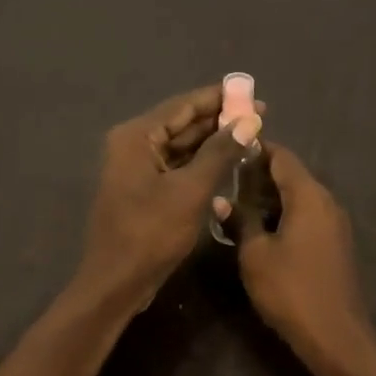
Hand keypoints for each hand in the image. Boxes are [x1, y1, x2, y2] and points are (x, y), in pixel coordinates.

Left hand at [78, 84, 262, 306]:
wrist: (117, 282)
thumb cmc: (151, 234)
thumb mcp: (191, 191)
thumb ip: (220, 153)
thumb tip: (249, 122)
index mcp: (137, 137)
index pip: (183, 105)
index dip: (220, 98)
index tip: (252, 93)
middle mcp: (133, 145)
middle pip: (182, 124)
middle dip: (219, 120)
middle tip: (259, 118)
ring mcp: (137, 170)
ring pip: (181, 147)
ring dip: (213, 143)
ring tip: (250, 137)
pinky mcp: (144, 191)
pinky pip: (177, 167)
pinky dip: (201, 164)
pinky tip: (228, 164)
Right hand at [234, 143, 374, 366]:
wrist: (335, 334)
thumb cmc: (291, 290)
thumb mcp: (255, 255)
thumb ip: (240, 221)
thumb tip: (221, 200)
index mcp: (309, 196)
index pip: (282, 156)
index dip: (255, 149)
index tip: (228, 150)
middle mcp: (327, 202)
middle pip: (292, 175)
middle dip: (259, 175)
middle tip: (225, 180)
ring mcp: (335, 224)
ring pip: (300, 198)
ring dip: (271, 198)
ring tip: (236, 205)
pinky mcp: (335, 244)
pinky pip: (308, 217)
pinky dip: (285, 215)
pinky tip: (261, 229)